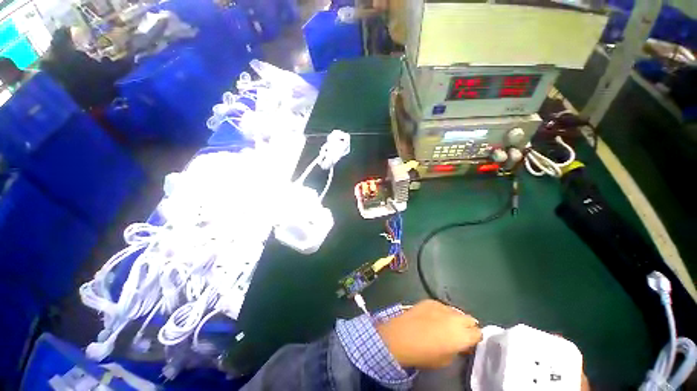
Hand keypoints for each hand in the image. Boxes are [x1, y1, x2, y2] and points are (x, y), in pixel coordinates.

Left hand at [376, 300, 481, 368]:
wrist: (402, 336)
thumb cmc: (425, 354)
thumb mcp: (447, 359)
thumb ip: (458, 349)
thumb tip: (460, 344)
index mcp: (463, 335)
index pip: (479, 333)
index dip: (474, 338)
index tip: (469, 342)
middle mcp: (456, 318)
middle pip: (470, 319)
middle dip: (467, 326)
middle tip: (459, 333)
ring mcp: (442, 306)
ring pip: (456, 311)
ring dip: (454, 318)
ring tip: (445, 324)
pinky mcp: (430, 300)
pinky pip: (442, 306)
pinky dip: (442, 311)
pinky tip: (433, 317)